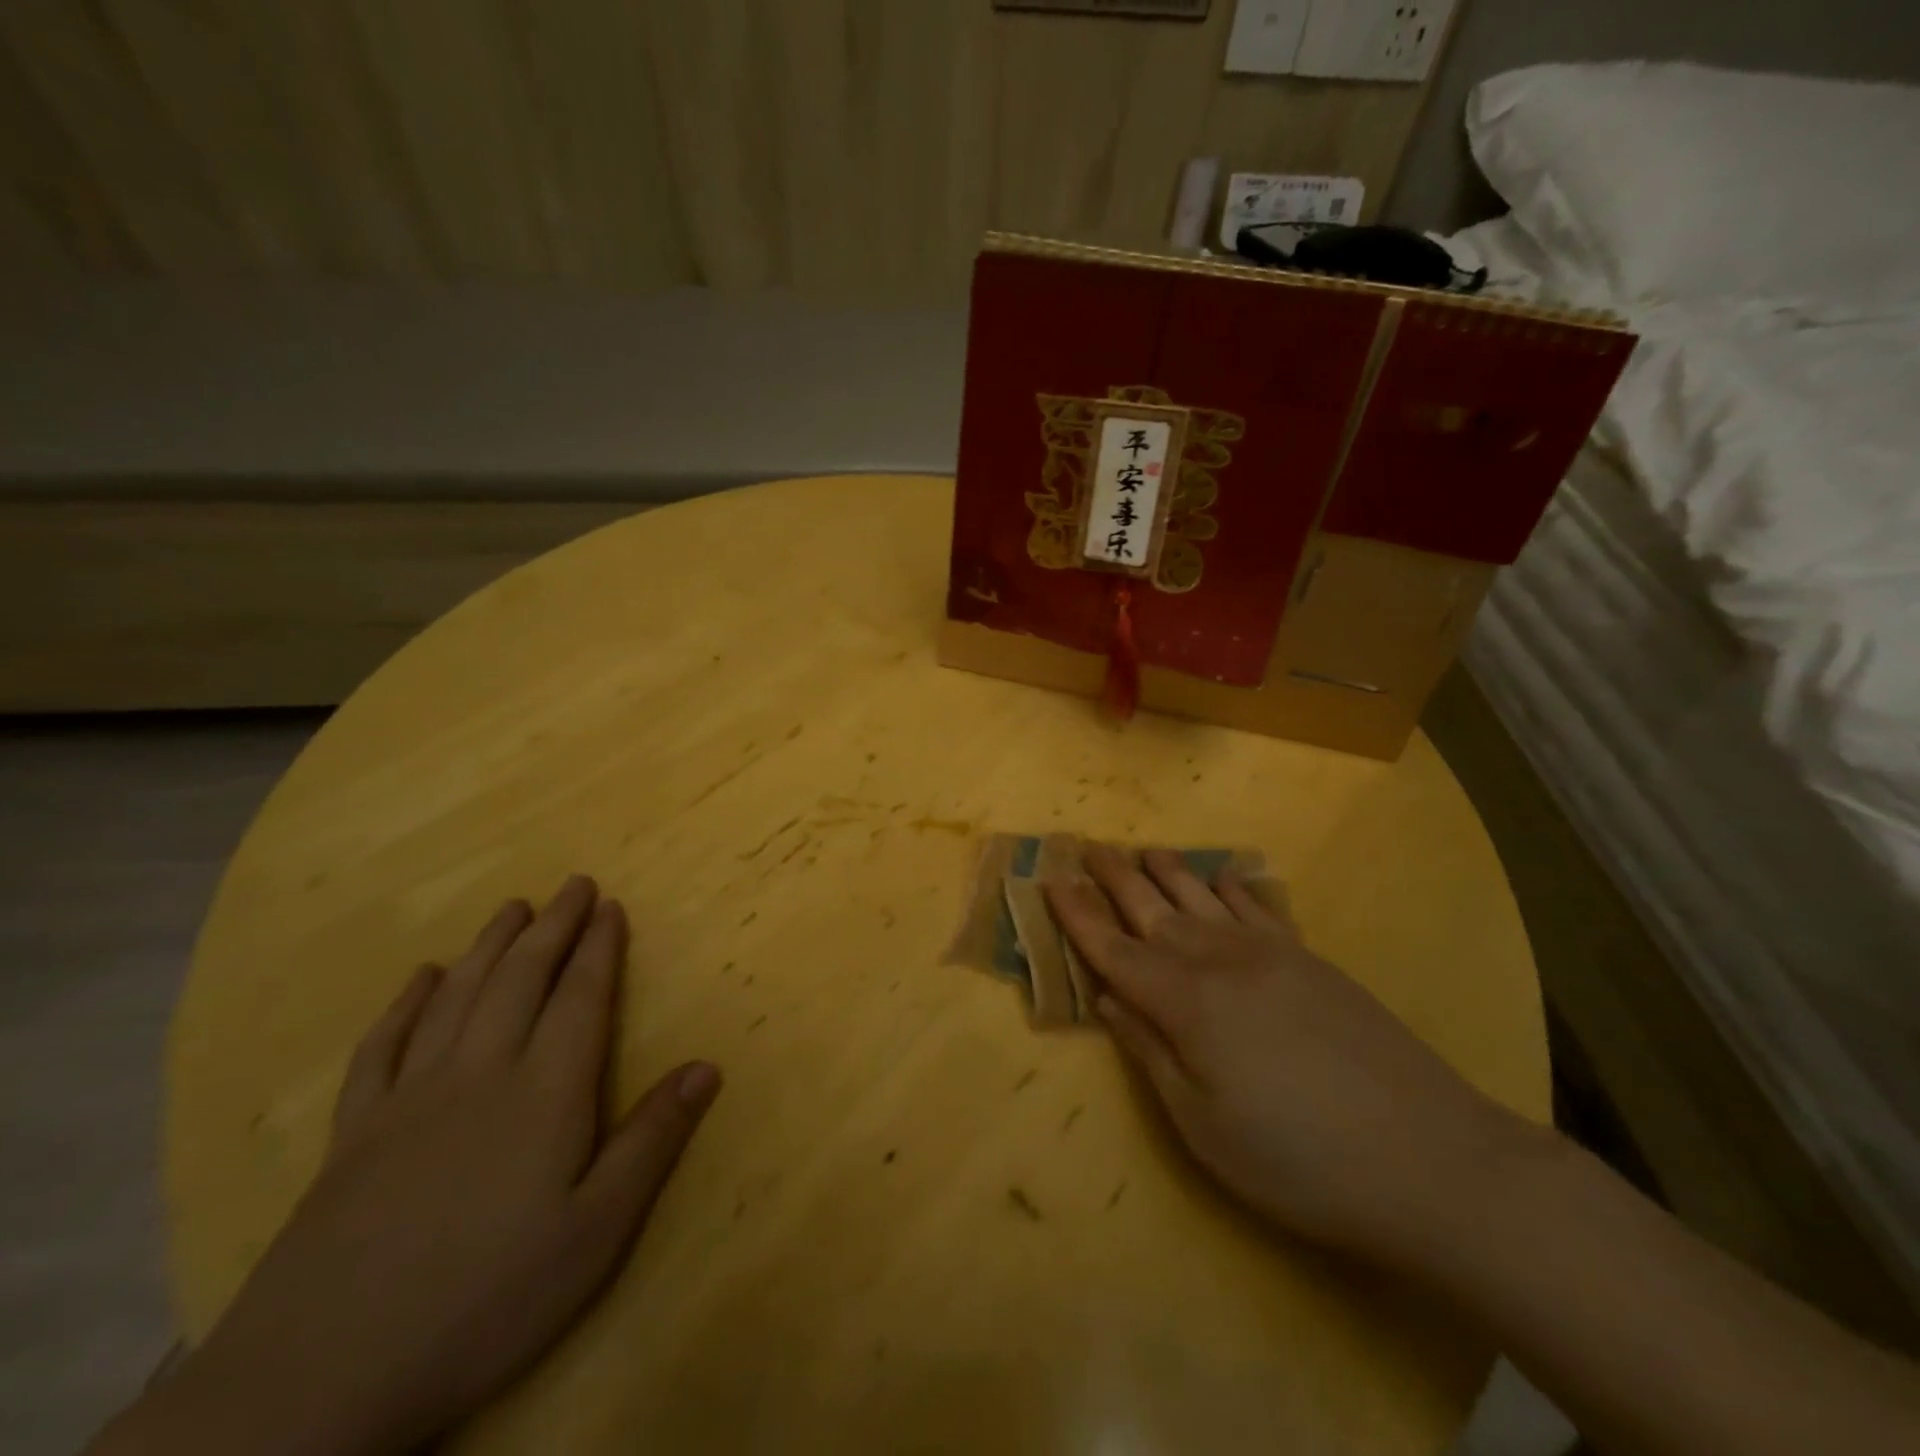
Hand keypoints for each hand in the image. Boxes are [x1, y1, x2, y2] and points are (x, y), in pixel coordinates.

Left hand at [115, 877, 720, 1455]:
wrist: (316, 1381)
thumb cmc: (485, 1299)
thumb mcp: (596, 1232)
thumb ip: (653, 1141)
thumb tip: (708, 1066)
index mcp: (544, 1093)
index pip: (580, 998)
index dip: (599, 947)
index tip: (610, 905)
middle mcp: (479, 1074)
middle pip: (520, 980)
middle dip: (552, 927)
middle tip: (572, 884)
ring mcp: (409, 1099)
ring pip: (456, 997)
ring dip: (488, 946)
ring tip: (512, 908)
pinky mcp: (353, 1133)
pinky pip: (381, 1047)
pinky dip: (404, 1004)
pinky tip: (418, 977)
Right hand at [1045, 847, 1531, 1263]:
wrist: (1429, 1159)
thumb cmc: (1298, 1159)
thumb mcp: (1202, 1125)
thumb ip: (1149, 1051)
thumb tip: (1107, 997)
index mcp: (1185, 1002)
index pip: (1114, 950)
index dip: (1078, 916)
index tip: (1050, 881)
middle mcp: (1220, 960)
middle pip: (1153, 910)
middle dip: (1114, 879)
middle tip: (1087, 848)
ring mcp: (1270, 954)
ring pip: (1202, 897)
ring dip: (1167, 872)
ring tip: (1144, 850)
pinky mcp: (1311, 960)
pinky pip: (1259, 907)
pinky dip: (1233, 886)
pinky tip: (1223, 875)